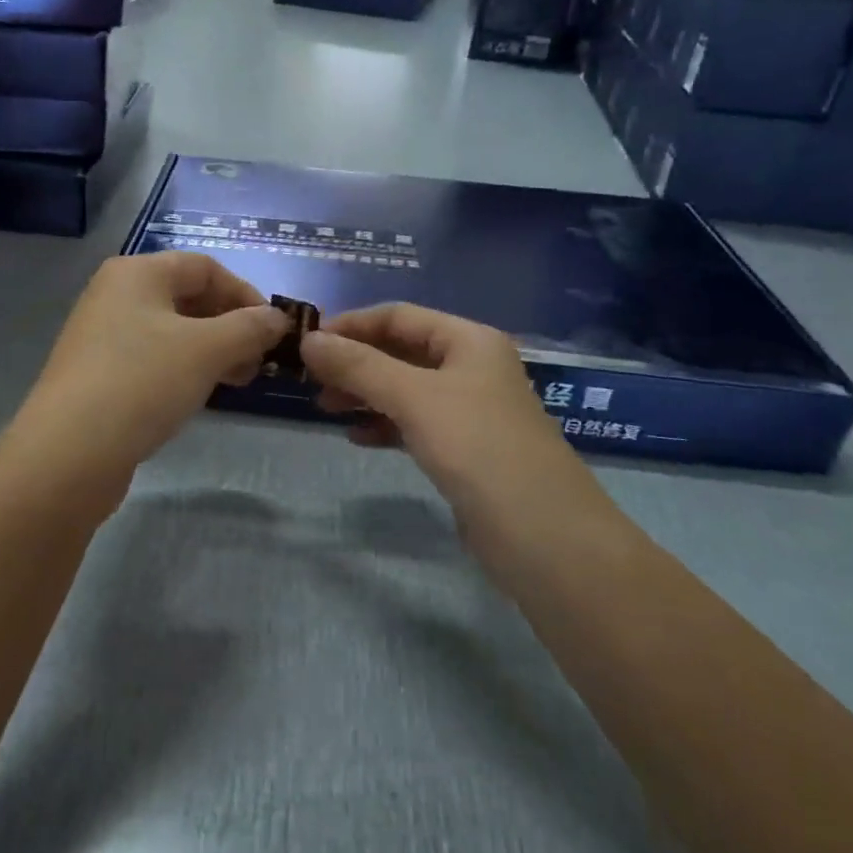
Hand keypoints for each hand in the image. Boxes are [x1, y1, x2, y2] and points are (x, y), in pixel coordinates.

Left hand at [11, 253, 290, 490]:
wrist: (68, 453)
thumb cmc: (142, 382)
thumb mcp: (207, 349)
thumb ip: (249, 328)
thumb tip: (278, 318)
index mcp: (137, 272)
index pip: (205, 267)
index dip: (245, 294)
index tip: (272, 331)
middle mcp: (116, 294)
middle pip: (188, 297)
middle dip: (231, 326)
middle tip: (257, 362)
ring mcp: (102, 335)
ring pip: (172, 331)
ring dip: (212, 350)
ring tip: (236, 381)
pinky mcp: (98, 373)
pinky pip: (152, 358)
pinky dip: (183, 369)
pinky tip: (199, 395)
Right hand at [299, 303, 598, 529]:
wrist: (545, 537)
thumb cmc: (479, 448)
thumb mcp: (414, 398)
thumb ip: (359, 366)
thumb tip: (308, 340)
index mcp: (468, 340)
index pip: (398, 315)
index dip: (351, 324)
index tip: (307, 342)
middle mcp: (471, 367)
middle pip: (401, 350)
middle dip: (355, 361)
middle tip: (310, 379)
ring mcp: (471, 409)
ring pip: (406, 388)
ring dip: (365, 393)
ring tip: (324, 407)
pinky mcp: (466, 449)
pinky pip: (415, 423)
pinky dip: (384, 424)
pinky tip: (356, 437)